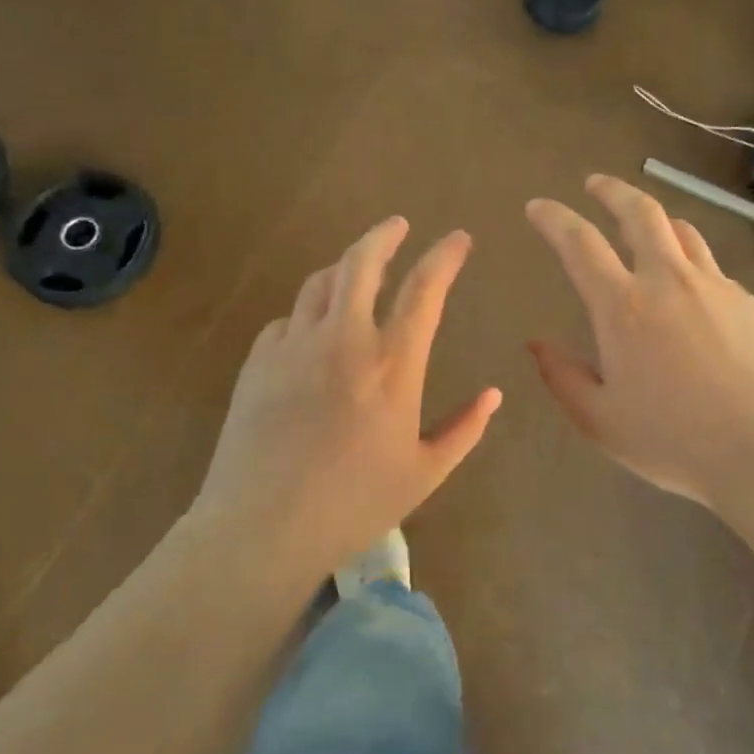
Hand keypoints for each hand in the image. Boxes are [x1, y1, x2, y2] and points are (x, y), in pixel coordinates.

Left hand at [191, 218, 502, 583]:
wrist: (262, 529)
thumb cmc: (354, 504)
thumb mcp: (424, 473)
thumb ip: (464, 429)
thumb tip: (494, 394)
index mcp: (392, 364)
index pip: (425, 289)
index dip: (445, 256)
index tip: (460, 239)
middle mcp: (344, 340)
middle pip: (362, 262)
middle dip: (384, 234)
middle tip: (399, 225)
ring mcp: (295, 345)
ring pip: (321, 282)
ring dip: (345, 267)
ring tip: (358, 270)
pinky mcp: (259, 361)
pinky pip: (288, 320)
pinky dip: (309, 314)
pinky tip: (314, 331)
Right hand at [526, 176, 753, 511]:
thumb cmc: (675, 442)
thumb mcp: (601, 421)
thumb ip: (563, 377)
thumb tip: (538, 344)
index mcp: (624, 307)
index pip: (579, 243)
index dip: (554, 218)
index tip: (538, 206)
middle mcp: (668, 281)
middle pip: (640, 212)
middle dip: (612, 190)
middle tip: (595, 184)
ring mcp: (715, 286)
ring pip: (682, 231)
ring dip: (656, 220)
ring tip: (645, 227)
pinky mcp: (749, 302)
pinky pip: (712, 268)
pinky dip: (690, 264)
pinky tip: (691, 294)